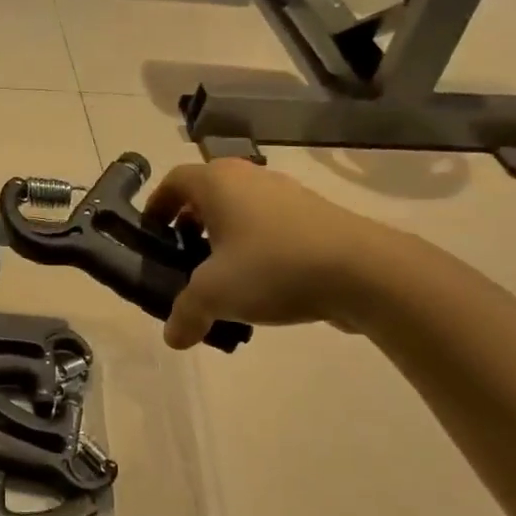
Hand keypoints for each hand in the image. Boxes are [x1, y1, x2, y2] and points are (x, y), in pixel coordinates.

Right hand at [144, 160, 401, 348]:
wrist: (364, 271)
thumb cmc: (273, 267)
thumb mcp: (215, 294)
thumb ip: (186, 313)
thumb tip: (173, 337)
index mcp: (218, 182)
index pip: (174, 181)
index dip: (157, 206)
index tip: (151, 235)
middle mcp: (250, 178)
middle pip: (207, 196)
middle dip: (190, 227)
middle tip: (183, 260)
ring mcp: (287, 195)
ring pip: (241, 212)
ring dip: (225, 240)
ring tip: (222, 280)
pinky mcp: (315, 217)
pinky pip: (271, 227)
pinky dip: (257, 249)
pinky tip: (262, 287)